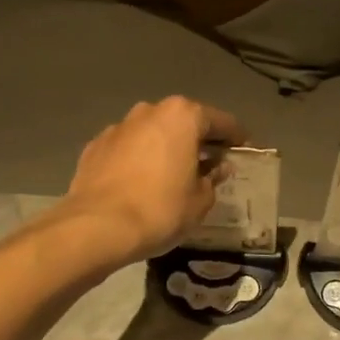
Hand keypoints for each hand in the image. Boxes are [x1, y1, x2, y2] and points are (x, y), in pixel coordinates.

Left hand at [60, 97, 246, 264]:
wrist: (97, 227)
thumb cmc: (160, 210)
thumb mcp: (200, 200)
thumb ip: (213, 178)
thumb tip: (217, 167)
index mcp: (182, 116)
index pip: (221, 121)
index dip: (236, 137)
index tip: (244, 149)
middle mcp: (149, 111)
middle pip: (183, 121)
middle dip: (198, 139)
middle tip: (210, 162)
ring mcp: (118, 127)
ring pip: (152, 133)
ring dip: (165, 147)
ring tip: (173, 173)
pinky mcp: (95, 147)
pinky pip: (127, 149)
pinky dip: (138, 160)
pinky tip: (141, 182)